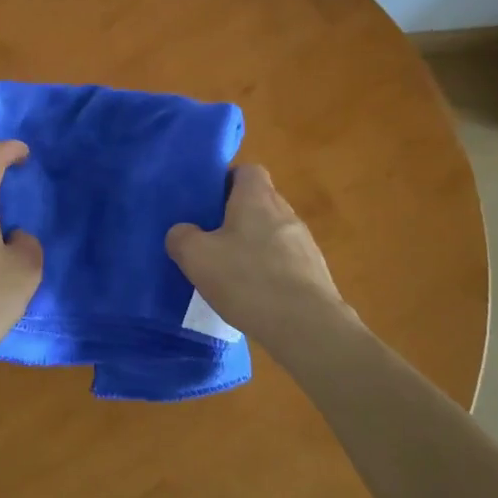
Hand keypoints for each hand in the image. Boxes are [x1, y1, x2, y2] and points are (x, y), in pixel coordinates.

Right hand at [165, 165, 353, 344]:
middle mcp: (285, 212)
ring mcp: (305, 243)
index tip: (208, 203)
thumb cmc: (248, 280)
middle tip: (211, 239)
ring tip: (231, 272)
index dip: (226, 181)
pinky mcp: (315, 273)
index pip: (247, 171)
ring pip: (272, 233)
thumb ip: (181, 237)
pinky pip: (285, 261)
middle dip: (236, 217)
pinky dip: (270, 271)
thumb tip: (182, 232)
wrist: (307, 327)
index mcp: (257, 198)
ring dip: (254, 246)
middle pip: (259, 202)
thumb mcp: (197, 257)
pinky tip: (255, 295)